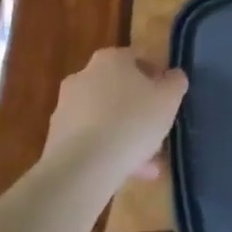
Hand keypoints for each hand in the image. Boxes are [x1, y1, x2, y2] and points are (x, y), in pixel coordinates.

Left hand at [41, 48, 188, 197]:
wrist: (83, 168)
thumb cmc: (132, 121)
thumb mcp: (169, 98)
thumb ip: (175, 82)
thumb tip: (173, 77)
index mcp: (110, 59)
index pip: (137, 59)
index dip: (156, 77)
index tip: (168, 97)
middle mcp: (83, 77)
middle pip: (119, 89)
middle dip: (139, 109)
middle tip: (157, 129)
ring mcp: (66, 109)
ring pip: (105, 118)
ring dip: (125, 134)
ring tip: (147, 162)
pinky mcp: (56, 139)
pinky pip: (91, 141)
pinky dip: (108, 152)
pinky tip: (128, 173)